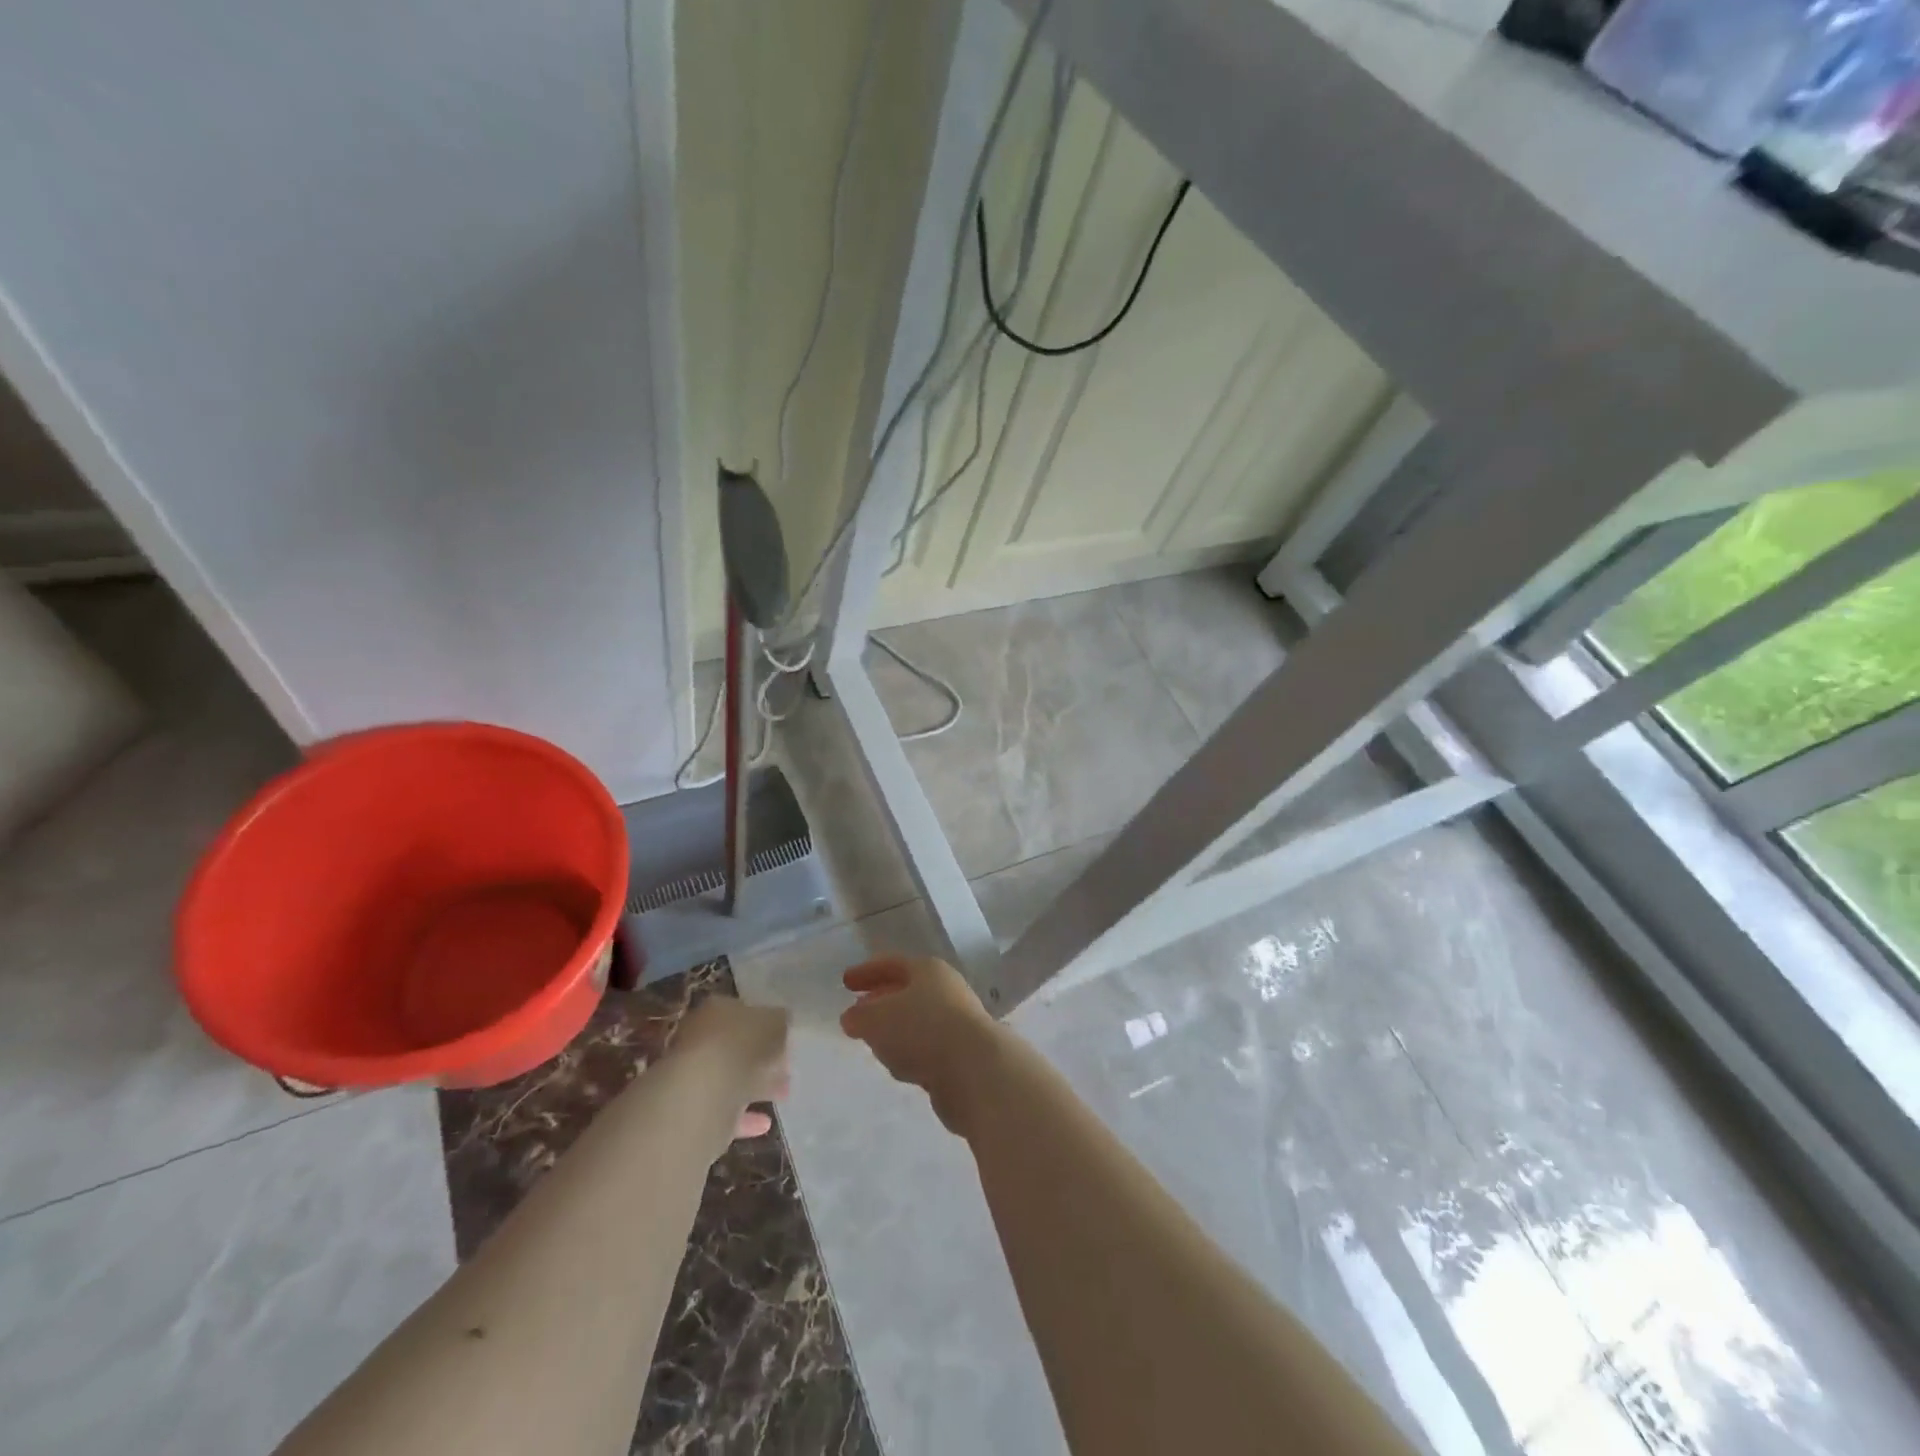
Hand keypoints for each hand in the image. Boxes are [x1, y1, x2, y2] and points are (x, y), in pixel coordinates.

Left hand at [675, 995, 790, 1139]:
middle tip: (786, 1068)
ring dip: (754, 1086)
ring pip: (729, 1078)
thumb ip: (780, 1022)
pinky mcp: (690, 1111)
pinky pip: (722, 1111)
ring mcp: (691, 1075)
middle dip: (761, 1058)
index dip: (766, 1025)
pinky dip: (744, 1117)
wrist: (701, 1096)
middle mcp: (698, 1037)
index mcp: (716, 1009)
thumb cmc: (741, 1046)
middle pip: (734, 1047)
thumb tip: (783, 1023)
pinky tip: (764, 1124)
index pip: (743, 1012)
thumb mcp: (775, 1023)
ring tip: (783, 1094)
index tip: (785, 1040)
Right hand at [840, 956, 1001, 1133]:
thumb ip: (860, 1016)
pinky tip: (900, 1067)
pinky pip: (927, 1049)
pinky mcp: (961, 1056)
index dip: (867, 972)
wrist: (975, 1069)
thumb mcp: (877, 1018)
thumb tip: (852, 1016)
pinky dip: (911, 1054)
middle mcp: (946, 991)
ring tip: (875, 1042)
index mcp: (928, 970)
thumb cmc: (922, 1029)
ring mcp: (957, 1024)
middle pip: (908, 992)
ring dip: (896, 1031)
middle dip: (882, 1001)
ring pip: (917, 1022)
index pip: (892, 964)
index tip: (846, 982)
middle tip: (859, 1012)